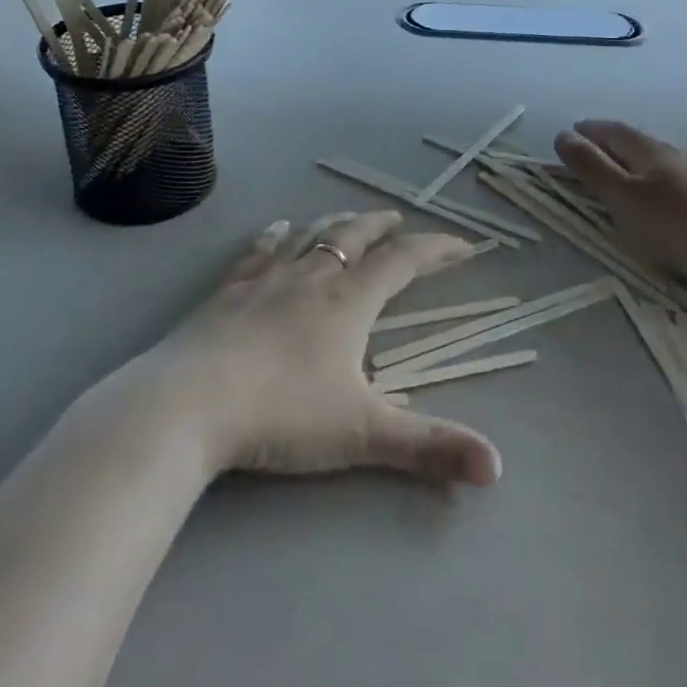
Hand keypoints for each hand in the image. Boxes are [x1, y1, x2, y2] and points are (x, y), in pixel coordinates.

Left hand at [159, 211, 502, 486]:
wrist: (190, 403)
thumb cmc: (281, 413)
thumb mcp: (362, 434)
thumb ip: (429, 448)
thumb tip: (496, 468)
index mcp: (348, 302)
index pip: (404, 262)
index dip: (437, 250)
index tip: (463, 246)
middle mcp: (311, 278)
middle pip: (353, 236)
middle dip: (381, 226)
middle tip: (398, 219)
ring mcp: (265, 279)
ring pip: (308, 235)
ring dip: (334, 223)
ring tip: (348, 218)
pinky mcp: (227, 291)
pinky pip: (258, 251)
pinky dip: (275, 235)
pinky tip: (277, 229)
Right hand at [553, 120, 686, 301]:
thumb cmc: (679, 225)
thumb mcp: (624, 199)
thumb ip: (593, 168)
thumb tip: (563, 135)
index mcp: (648, 150)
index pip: (611, 130)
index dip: (588, 131)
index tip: (570, 134)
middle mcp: (676, 152)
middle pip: (636, 140)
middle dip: (611, 142)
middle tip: (592, 151)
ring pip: (662, 158)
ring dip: (638, 160)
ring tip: (626, 171)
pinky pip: (683, 176)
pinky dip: (664, 177)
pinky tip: (672, 188)